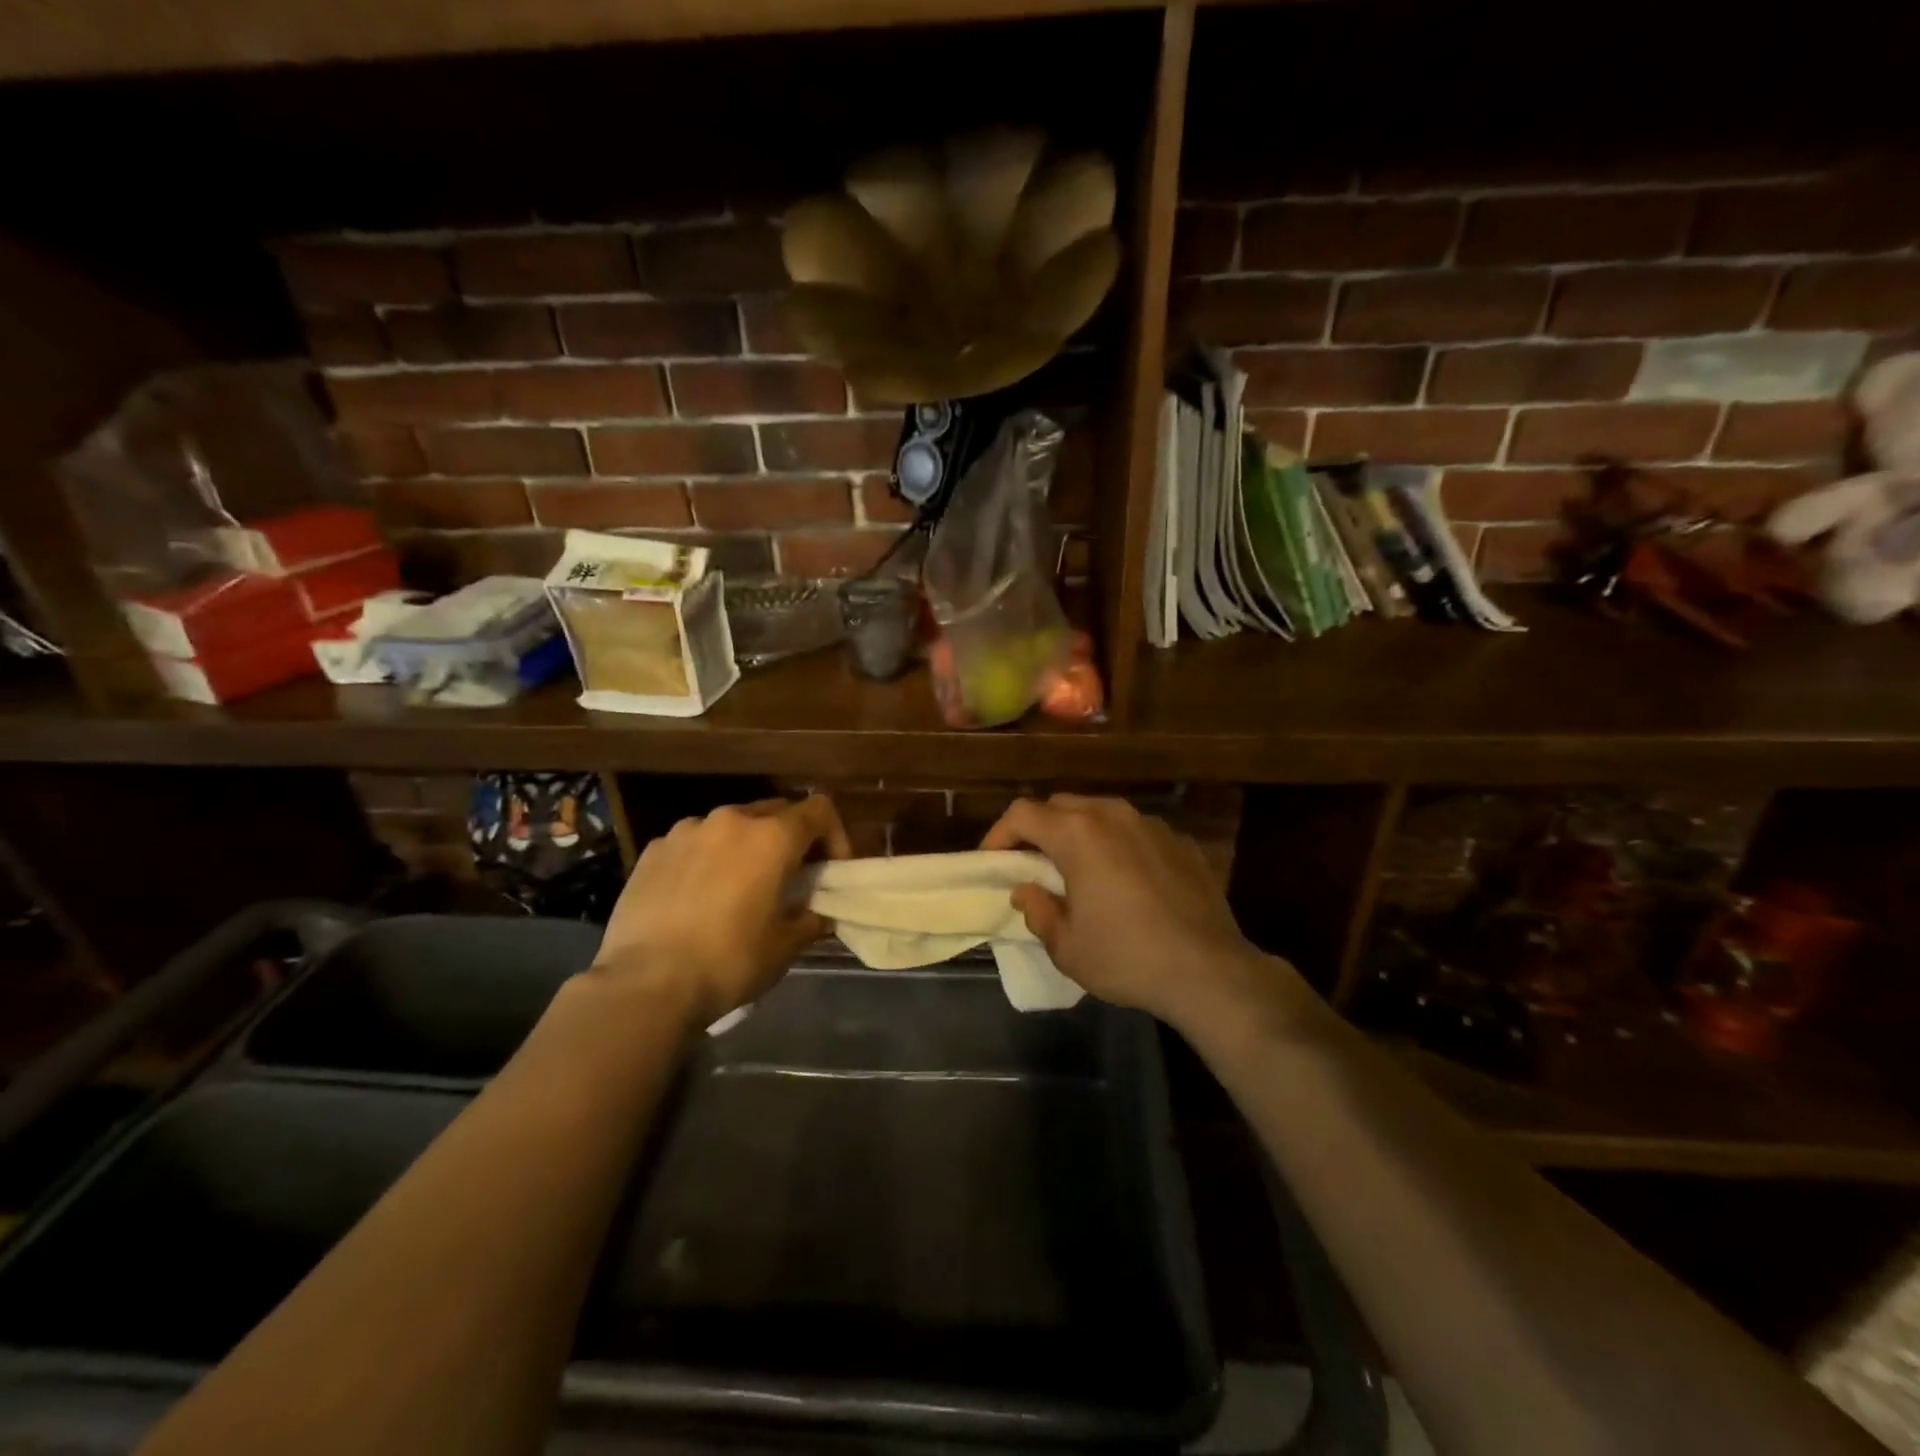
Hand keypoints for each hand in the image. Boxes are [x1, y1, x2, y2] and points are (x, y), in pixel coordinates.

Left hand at [593, 795, 850, 1026]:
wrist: (645, 983)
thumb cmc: (729, 961)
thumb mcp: (785, 947)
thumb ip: (811, 919)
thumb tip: (820, 913)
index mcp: (772, 837)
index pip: (819, 810)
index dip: (834, 834)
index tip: (830, 867)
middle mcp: (731, 820)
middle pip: (775, 812)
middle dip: (788, 839)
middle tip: (788, 877)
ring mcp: (687, 830)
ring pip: (731, 826)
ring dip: (744, 847)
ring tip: (737, 885)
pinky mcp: (653, 849)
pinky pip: (693, 843)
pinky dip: (705, 858)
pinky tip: (696, 895)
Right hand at [981, 794, 1277, 1027]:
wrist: (1209, 970)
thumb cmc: (1126, 957)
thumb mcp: (1066, 946)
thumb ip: (1037, 911)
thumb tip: (1027, 891)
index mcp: (1077, 833)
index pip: (1022, 813)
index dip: (999, 833)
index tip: (993, 861)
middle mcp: (1113, 815)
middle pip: (1060, 805)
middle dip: (1038, 829)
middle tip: (1032, 865)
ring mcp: (1151, 824)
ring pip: (1100, 813)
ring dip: (1079, 833)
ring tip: (1077, 869)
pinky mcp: (1181, 841)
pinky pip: (1135, 832)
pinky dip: (1117, 845)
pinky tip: (1124, 880)